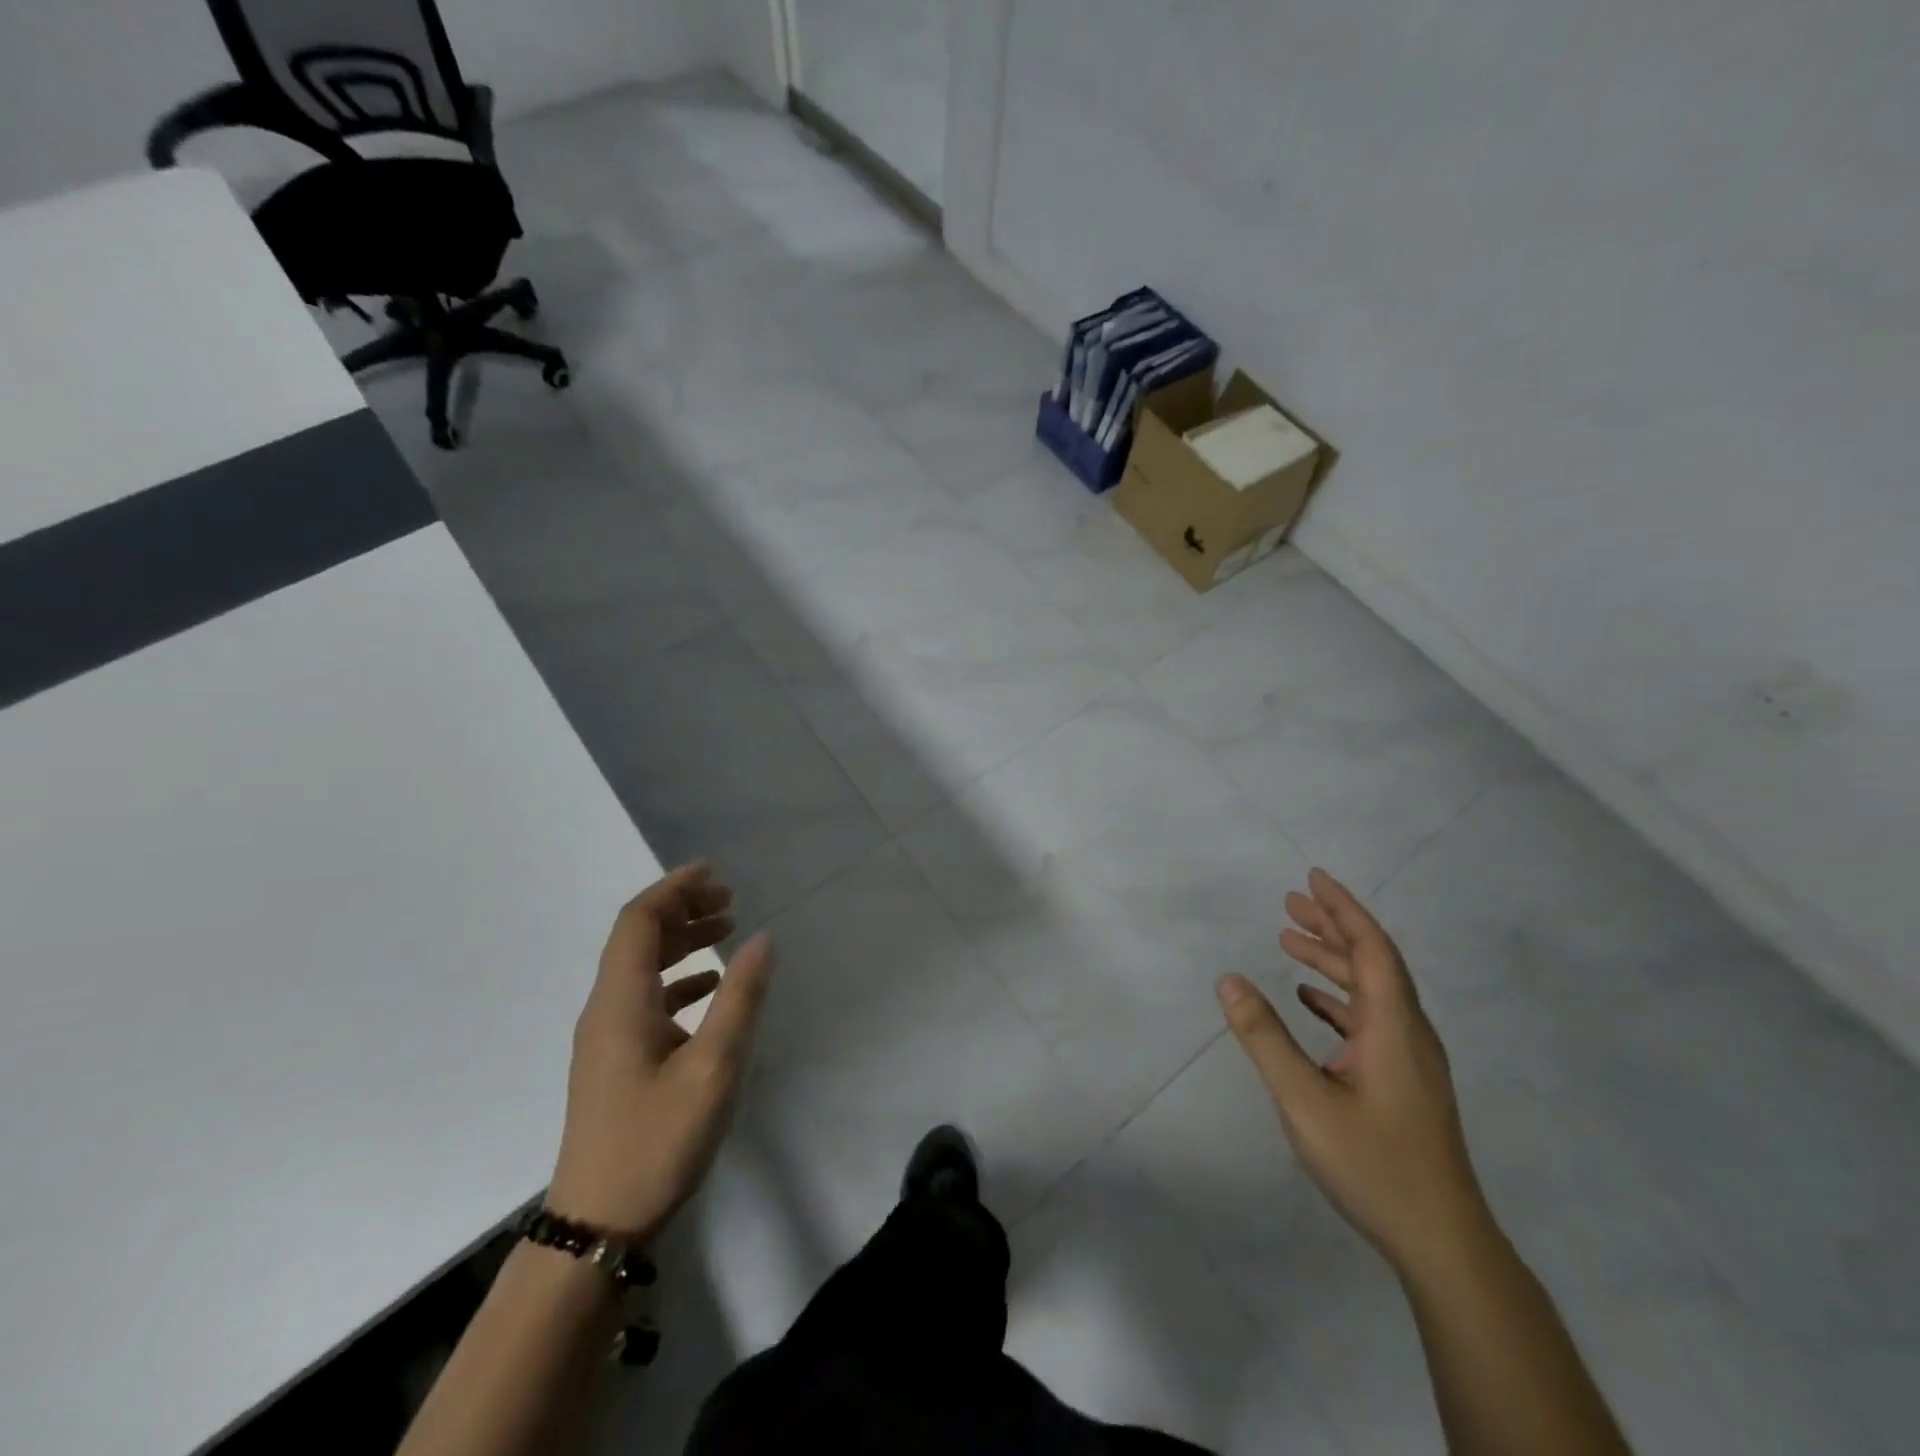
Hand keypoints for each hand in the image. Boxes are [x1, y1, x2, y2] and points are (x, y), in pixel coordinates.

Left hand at [546, 864, 774, 1238]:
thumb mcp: (713, 1067)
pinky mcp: (614, 1062)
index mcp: (621, 1001)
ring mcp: (606, 1038)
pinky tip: (709, 988)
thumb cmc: (657, 1141)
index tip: (714, 874)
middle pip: (637, 939)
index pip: (638, 921)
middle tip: (729, 901)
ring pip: (641, 968)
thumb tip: (763, 938)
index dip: (674, 890)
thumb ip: (739, 998)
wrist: (596, 1227)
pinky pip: (645, 998)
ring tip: (727, 932)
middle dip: (682, 910)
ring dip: (681, 942)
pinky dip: (678, 978)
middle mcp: (606, 1009)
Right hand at [1218, 868, 1487, 1275]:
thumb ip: (1264, 1037)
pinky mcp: (1405, 1082)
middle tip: (1290, 903)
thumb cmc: (1373, 1164)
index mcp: (1393, 1027)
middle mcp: (1409, 1033)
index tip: (1313, 878)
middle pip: (1373, 962)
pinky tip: (1311, 1001)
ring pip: (1372, 991)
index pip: (1371, 948)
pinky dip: (1339, 998)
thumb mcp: (1304, 1100)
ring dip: (1333, 961)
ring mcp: (1410, 1060)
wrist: (1443, 1243)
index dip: (1342, 909)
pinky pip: (1371, 1019)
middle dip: (1332, 927)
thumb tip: (1228, 980)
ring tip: (1290, 942)